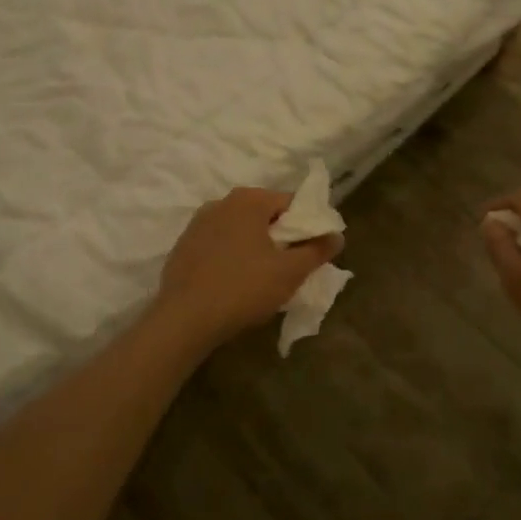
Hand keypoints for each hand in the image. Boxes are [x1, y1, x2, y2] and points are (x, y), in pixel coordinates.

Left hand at [153, 187, 343, 347]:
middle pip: (263, 214)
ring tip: (262, 277)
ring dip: (254, 246)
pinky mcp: (183, 246)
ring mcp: (197, 223)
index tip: (312, 250)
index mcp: (248, 200)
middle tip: (290, 266)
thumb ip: (317, 251)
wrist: (184, 319)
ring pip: (239, 229)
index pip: (290, 202)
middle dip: (280, 236)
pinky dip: (231, 256)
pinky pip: (218, 244)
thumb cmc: (243, 288)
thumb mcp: (290, 272)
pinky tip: (233, 282)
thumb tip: (337, 236)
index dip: (307, 225)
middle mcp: (221, 202)